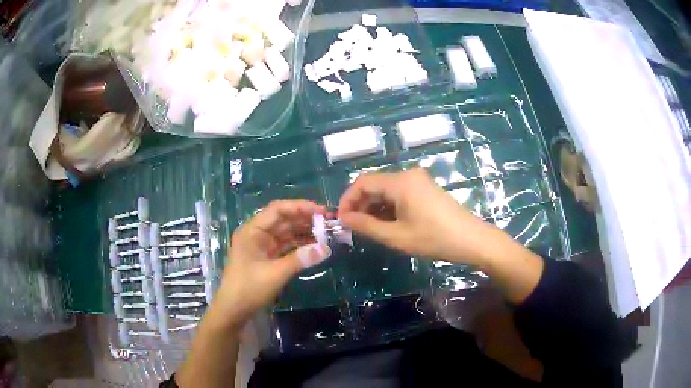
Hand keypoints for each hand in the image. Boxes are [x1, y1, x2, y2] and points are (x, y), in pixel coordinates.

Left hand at [211, 200, 330, 328]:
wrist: (234, 310)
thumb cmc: (249, 288)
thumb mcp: (275, 273)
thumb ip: (300, 259)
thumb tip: (326, 248)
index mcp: (253, 231)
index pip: (278, 210)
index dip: (300, 207)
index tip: (321, 211)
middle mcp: (257, 234)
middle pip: (283, 220)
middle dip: (305, 219)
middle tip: (329, 222)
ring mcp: (262, 246)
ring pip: (286, 233)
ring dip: (304, 232)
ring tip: (326, 233)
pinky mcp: (267, 258)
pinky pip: (286, 246)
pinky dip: (299, 245)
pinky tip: (315, 246)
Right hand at [338, 169, 496, 265]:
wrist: (471, 240)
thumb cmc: (434, 238)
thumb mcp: (396, 236)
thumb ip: (366, 226)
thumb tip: (344, 219)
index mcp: (400, 181)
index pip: (362, 182)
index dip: (347, 200)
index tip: (341, 220)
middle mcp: (408, 174)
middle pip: (374, 184)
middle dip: (360, 204)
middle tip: (353, 227)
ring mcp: (418, 181)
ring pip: (386, 189)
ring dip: (374, 207)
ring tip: (369, 229)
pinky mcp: (425, 189)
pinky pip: (399, 193)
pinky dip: (388, 207)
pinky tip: (387, 224)